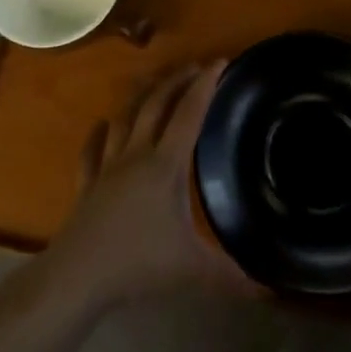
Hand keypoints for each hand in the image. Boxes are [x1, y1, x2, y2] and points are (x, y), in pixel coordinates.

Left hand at [44, 63, 248, 308]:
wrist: (79, 275)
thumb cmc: (138, 264)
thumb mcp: (192, 269)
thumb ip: (231, 275)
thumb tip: (270, 289)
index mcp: (165, 164)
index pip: (190, 114)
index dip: (206, 85)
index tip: (220, 62)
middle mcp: (136, 153)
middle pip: (156, 104)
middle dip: (176, 81)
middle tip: (194, 68)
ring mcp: (107, 165)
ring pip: (124, 118)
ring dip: (141, 97)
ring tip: (154, 85)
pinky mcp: (87, 182)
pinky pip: (92, 149)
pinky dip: (99, 133)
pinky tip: (102, 125)